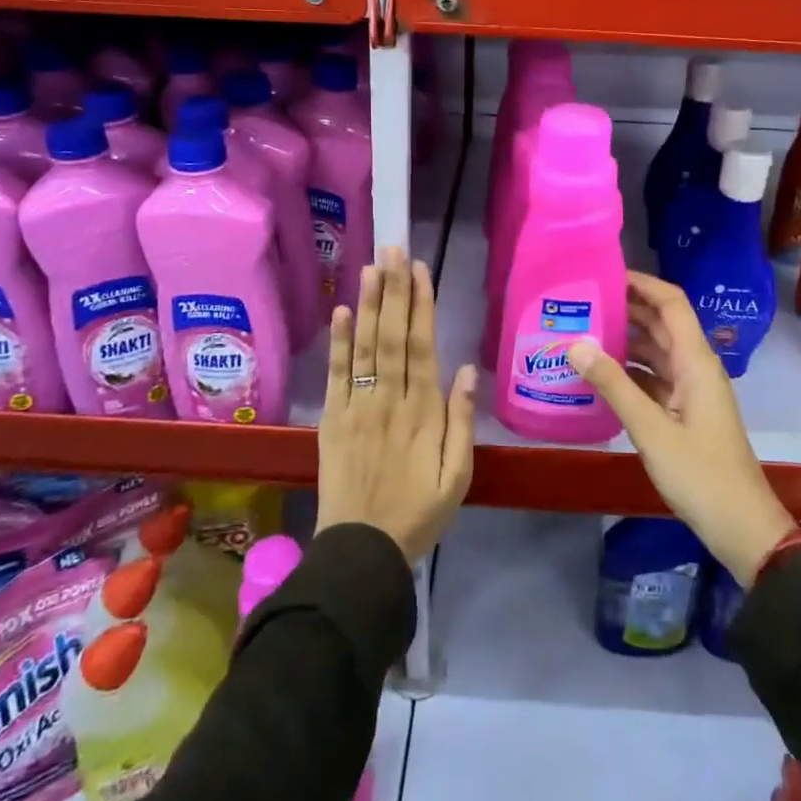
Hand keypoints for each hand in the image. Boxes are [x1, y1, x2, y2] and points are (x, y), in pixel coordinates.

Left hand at [317, 247, 475, 563]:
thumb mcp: (459, 476)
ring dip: (367, 304)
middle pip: (391, 336)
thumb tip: (467, 369)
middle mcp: (389, 400)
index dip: (421, 305)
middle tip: (394, 249)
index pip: (422, 346)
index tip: (420, 270)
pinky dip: (338, 343)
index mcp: (423, 412)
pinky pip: (336, 375)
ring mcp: (357, 408)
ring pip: (363, 347)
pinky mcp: (333, 420)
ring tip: (370, 266)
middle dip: (394, 290)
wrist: (363, 550)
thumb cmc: (420, 512)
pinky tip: (339, 313)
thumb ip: (462, 421)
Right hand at [569, 272, 794, 586]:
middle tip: (582, 301)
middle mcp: (695, 367)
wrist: (741, 526)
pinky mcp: (685, 411)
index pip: (671, 303)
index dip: (642, 283)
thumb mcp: (651, 429)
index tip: (605, 273)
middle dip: (626, 308)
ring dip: (625, 339)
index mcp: (696, 361)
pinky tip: (599, 373)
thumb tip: (575, 344)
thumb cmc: (700, 474)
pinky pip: (654, 377)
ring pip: (656, 350)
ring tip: (583, 330)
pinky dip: (629, 370)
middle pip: (661, 323)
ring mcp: (691, 390)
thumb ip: (613, 385)